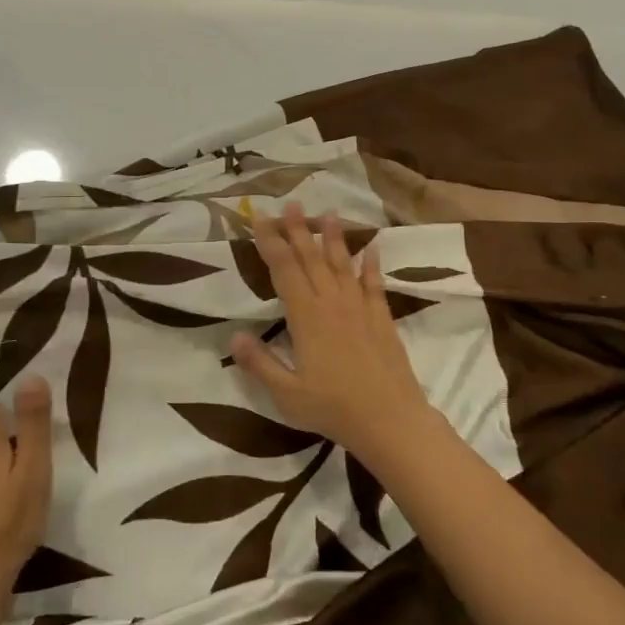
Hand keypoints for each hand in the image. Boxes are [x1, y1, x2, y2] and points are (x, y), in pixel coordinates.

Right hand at [229, 204, 436, 461]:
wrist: (389, 419)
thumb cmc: (332, 408)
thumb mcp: (286, 393)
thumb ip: (259, 363)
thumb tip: (234, 335)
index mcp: (305, 316)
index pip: (284, 269)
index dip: (271, 242)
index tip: (261, 219)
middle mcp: (332, 303)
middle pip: (312, 258)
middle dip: (299, 230)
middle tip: (291, 204)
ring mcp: (359, 308)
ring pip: (343, 264)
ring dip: (333, 238)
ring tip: (328, 213)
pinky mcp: (381, 318)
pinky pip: (374, 284)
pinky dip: (372, 264)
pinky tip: (372, 249)